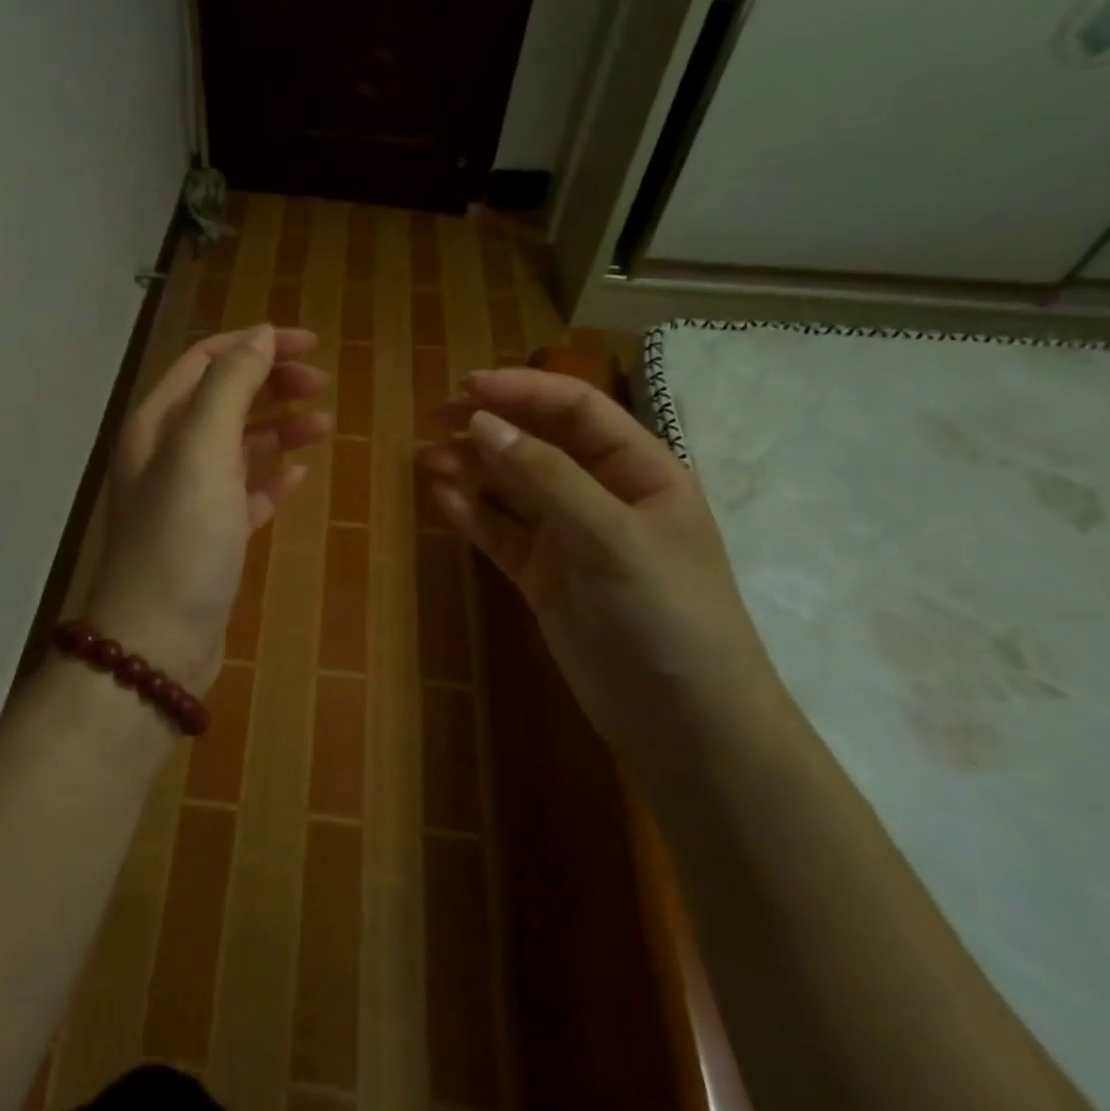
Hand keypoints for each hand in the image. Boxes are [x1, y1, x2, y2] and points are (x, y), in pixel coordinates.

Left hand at [87, 325, 330, 693]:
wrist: (158, 642)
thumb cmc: (180, 538)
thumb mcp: (202, 449)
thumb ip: (230, 385)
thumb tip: (261, 334)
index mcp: (157, 425)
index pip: (205, 361)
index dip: (256, 345)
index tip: (311, 344)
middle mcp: (167, 455)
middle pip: (224, 400)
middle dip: (272, 384)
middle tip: (322, 385)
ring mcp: (188, 499)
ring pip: (238, 447)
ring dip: (279, 429)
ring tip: (324, 426)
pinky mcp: (210, 538)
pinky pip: (245, 494)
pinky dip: (272, 479)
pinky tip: (301, 476)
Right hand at [420, 367, 782, 773]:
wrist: (684, 722)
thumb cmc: (667, 615)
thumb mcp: (612, 537)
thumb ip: (546, 477)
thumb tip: (481, 421)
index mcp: (640, 470)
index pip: (576, 411)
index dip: (523, 391)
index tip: (466, 388)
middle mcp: (602, 495)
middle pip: (538, 443)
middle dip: (489, 426)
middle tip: (433, 419)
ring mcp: (570, 538)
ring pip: (511, 488)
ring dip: (471, 469)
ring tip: (425, 460)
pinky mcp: (543, 576)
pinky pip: (501, 532)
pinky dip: (472, 514)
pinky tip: (441, 499)